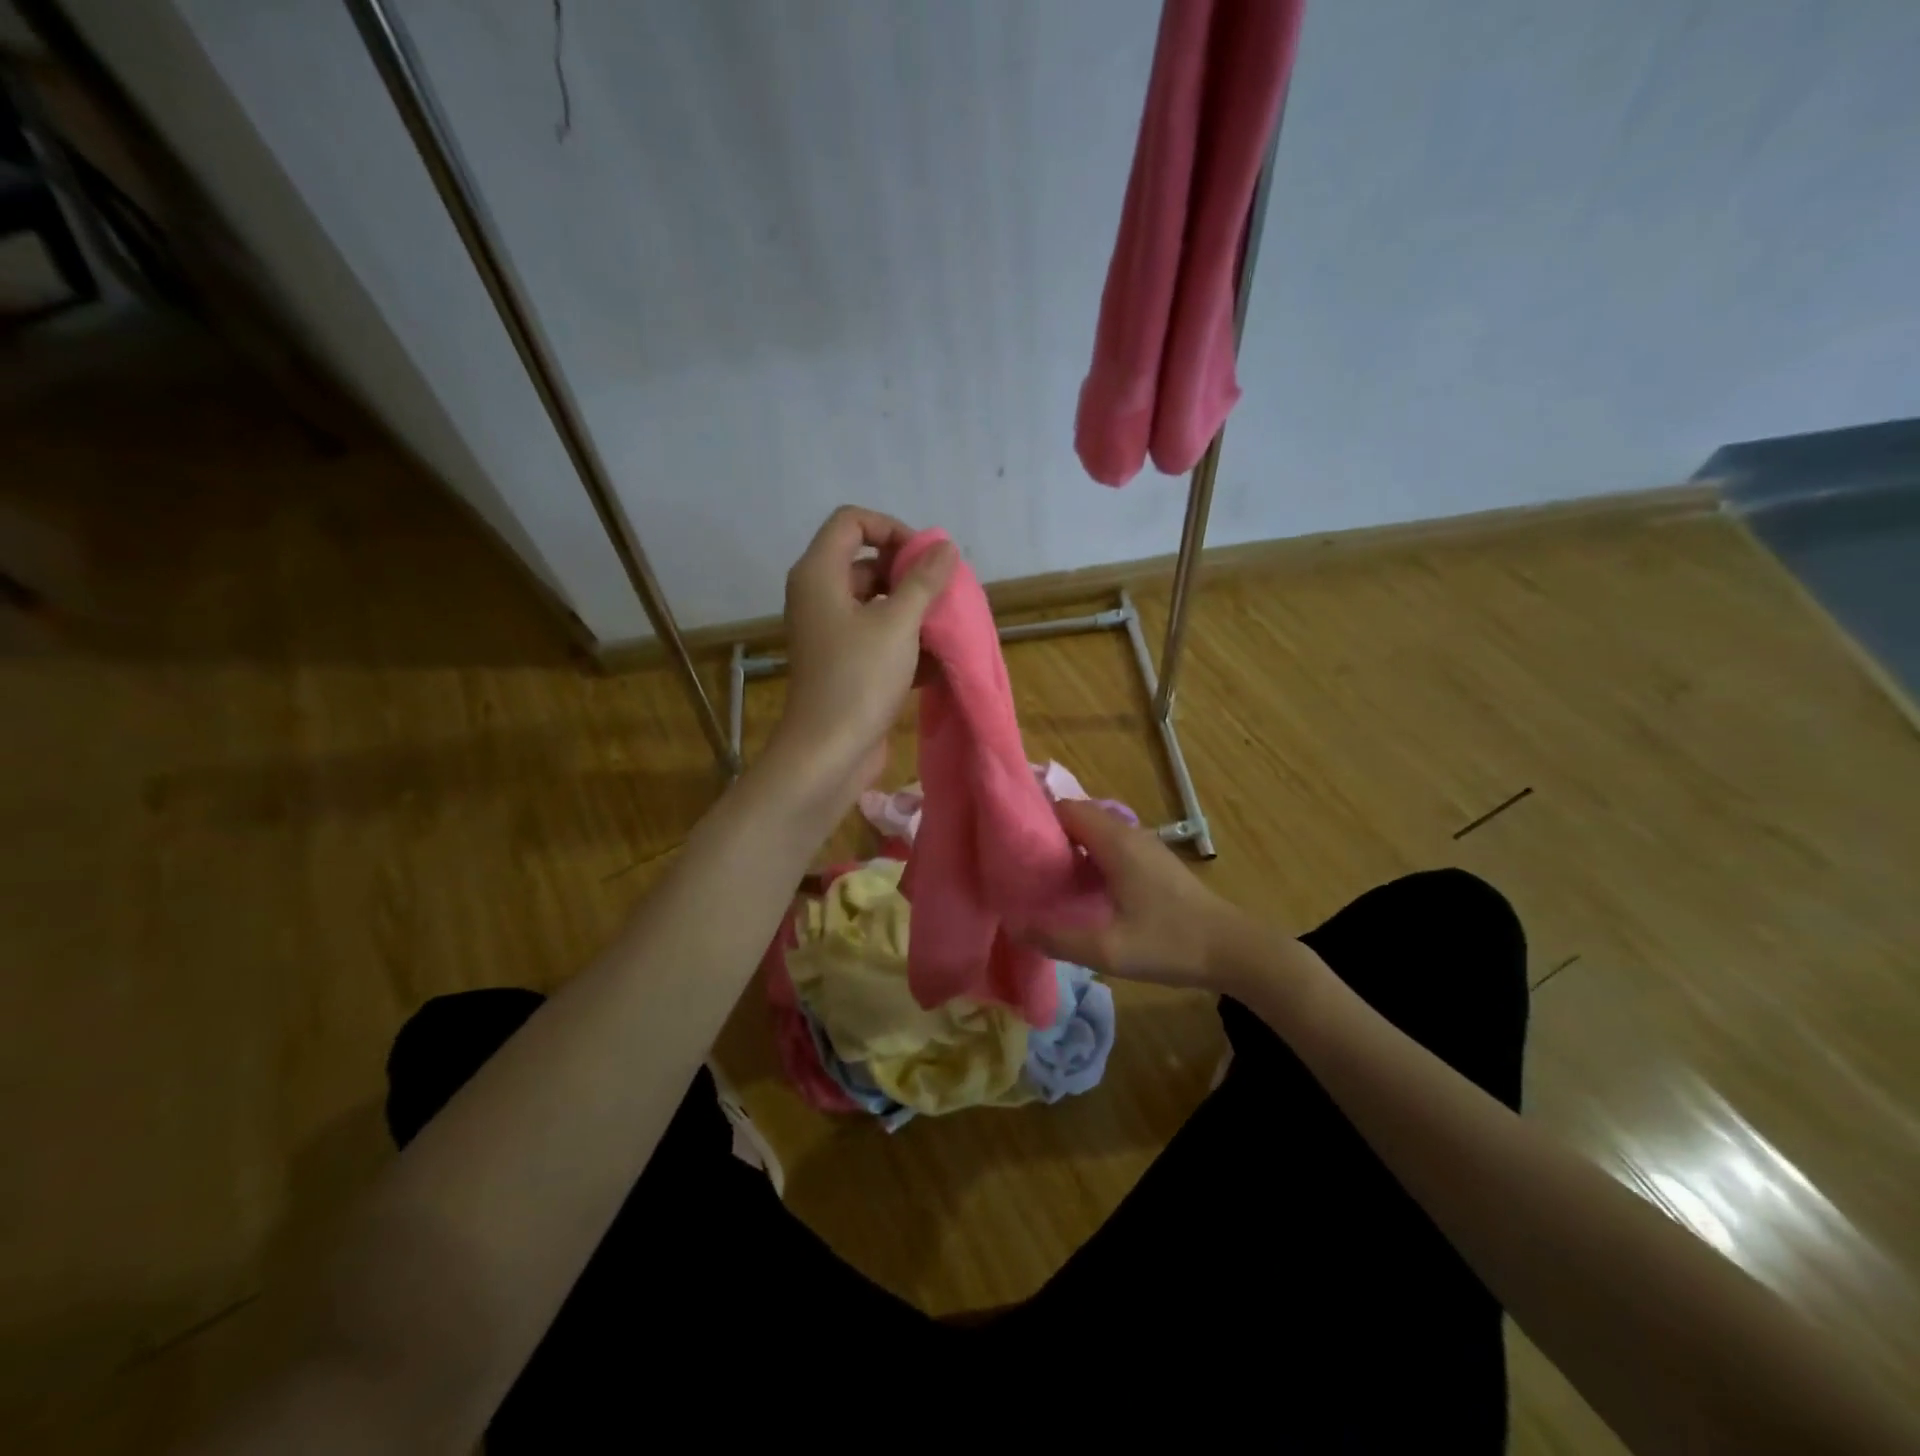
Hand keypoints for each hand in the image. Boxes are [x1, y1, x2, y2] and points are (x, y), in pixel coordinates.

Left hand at [767, 505, 955, 812]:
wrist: (828, 753)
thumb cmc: (859, 679)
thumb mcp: (898, 623)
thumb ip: (924, 581)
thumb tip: (945, 547)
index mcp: (819, 574)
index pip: (852, 522)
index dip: (892, 529)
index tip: (925, 558)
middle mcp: (819, 597)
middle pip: (866, 562)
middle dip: (909, 574)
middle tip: (944, 595)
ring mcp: (830, 632)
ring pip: (876, 604)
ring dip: (912, 612)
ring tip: (947, 627)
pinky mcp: (843, 664)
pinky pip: (876, 637)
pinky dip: (904, 643)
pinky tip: (936, 661)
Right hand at [1030, 799, 1244, 989]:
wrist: (1233, 950)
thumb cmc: (1170, 943)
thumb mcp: (1108, 950)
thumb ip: (1058, 939)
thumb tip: (1015, 926)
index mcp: (1116, 842)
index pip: (1066, 808)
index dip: (1036, 819)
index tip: (1009, 842)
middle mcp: (1129, 833)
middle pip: (1078, 817)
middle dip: (1048, 833)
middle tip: (1019, 861)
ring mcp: (1145, 846)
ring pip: (1095, 831)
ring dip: (1068, 846)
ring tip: (1040, 874)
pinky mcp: (1153, 862)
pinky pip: (1110, 845)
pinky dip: (1088, 856)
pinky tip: (1077, 887)